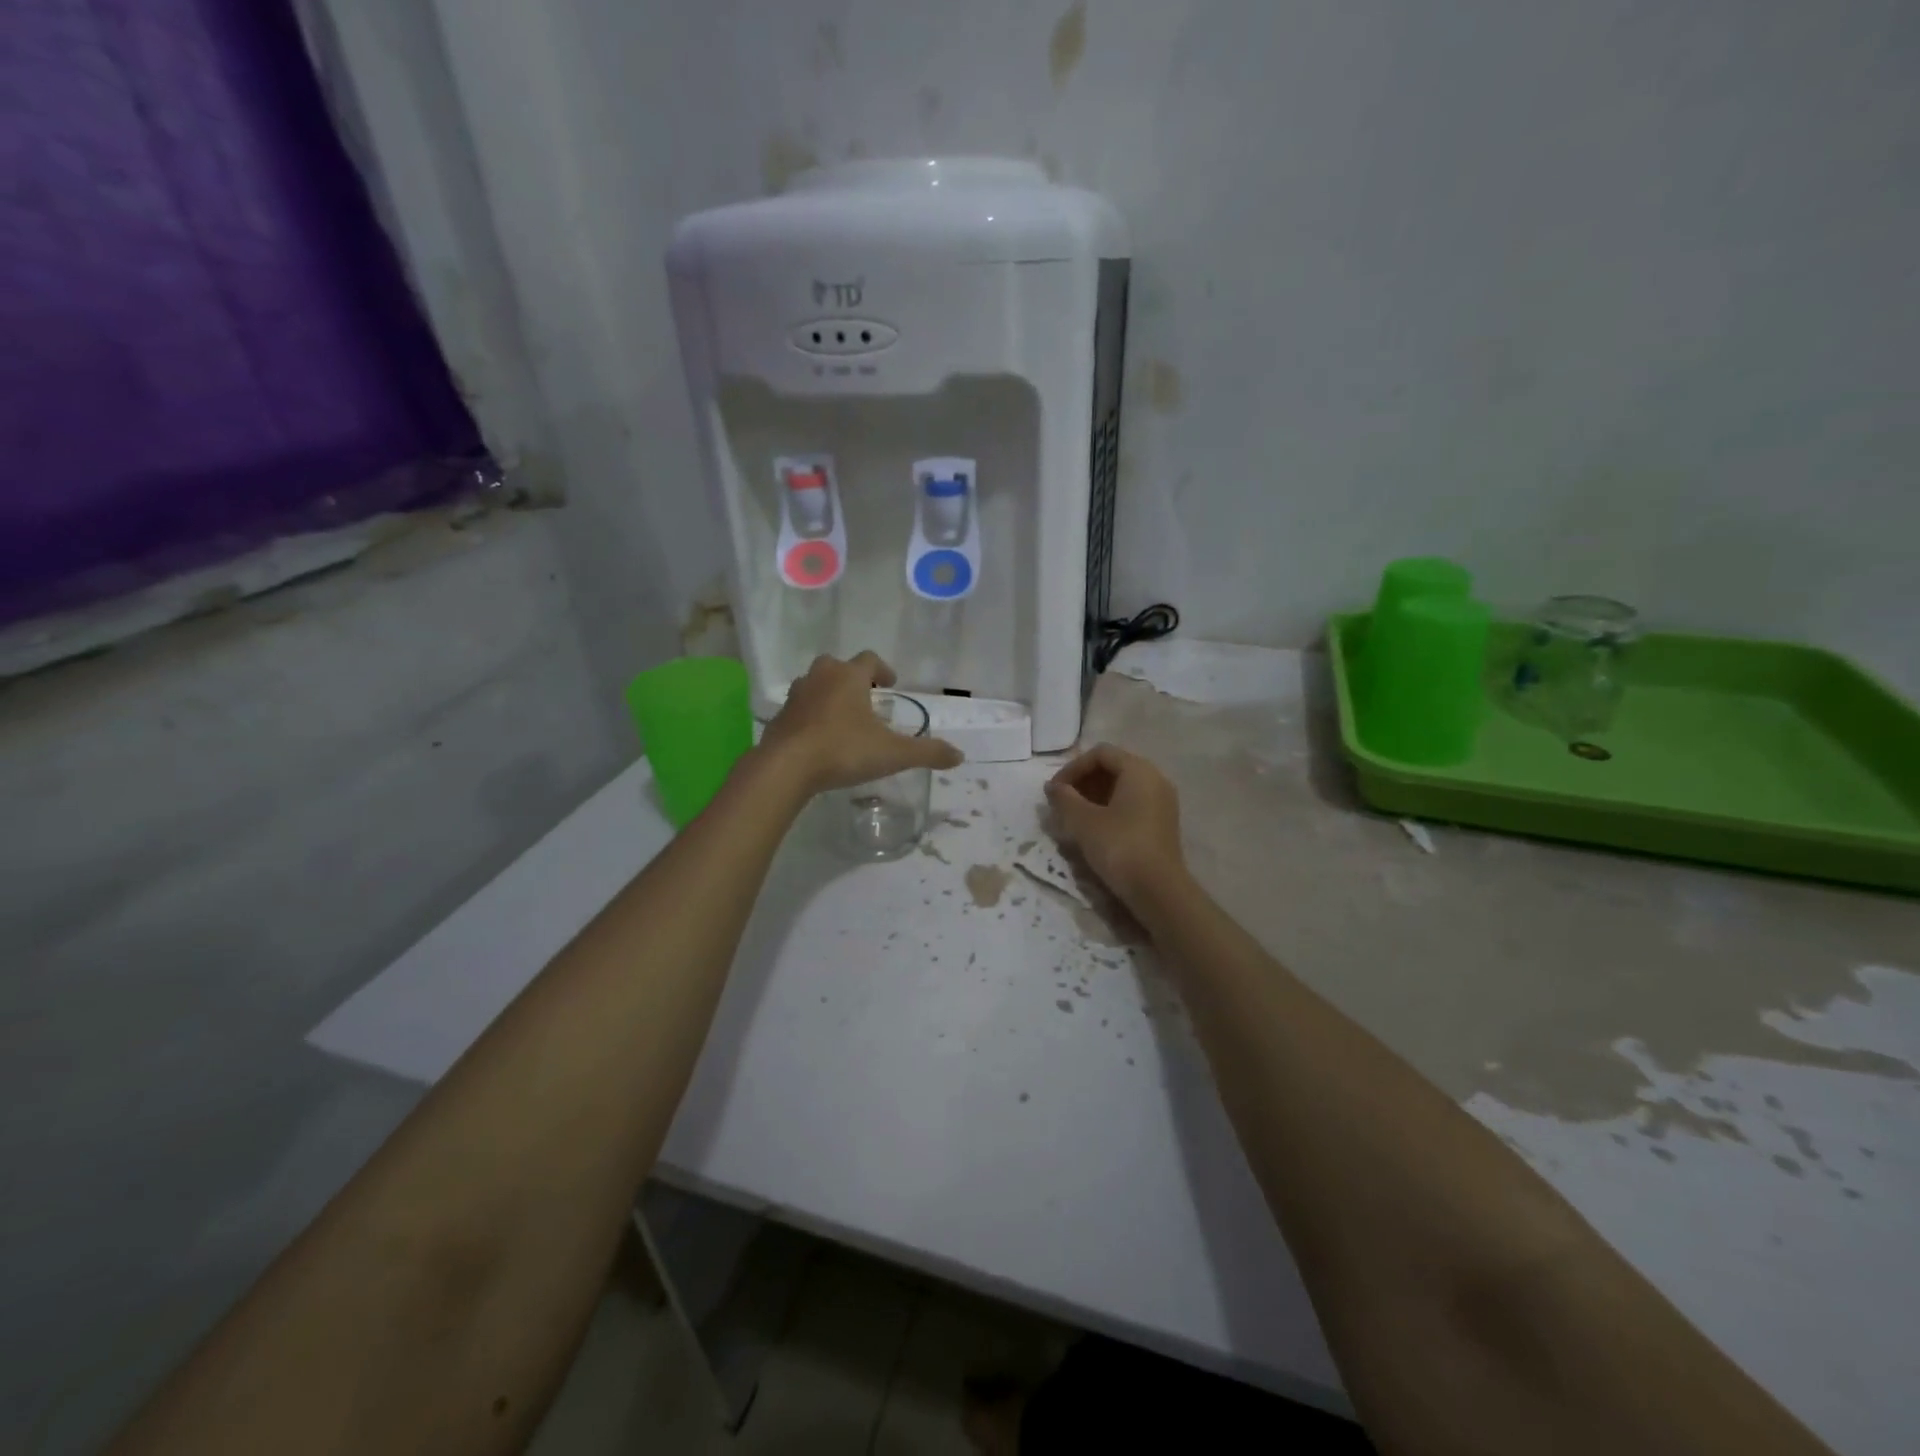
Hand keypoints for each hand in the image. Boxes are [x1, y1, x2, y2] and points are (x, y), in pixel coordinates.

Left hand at [760, 652, 962, 793]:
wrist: (786, 767)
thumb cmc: (843, 750)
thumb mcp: (893, 753)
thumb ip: (927, 753)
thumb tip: (959, 755)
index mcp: (849, 677)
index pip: (869, 659)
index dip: (883, 669)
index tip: (891, 683)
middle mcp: (820, 678)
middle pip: (836, 665)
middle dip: (851, 677)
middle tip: (865, 697)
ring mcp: (796, 696)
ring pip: (814, 684)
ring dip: (828, 694)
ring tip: (842, 717)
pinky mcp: (779, 718)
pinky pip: (798, 710)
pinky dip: (810, 716)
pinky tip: (818, 738)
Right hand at [1044, 744, 1187, 914]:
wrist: (1158, 890)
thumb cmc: (1119, 847)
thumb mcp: (1083, 821)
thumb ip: (1064, 798)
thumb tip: (1052, 787)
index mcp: (1139, 770)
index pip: (1100, 753)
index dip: (1072, 768)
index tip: (1055, 791)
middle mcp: (1155, 778)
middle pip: (1113, 767)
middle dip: (1083, 782)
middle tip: (1062, 803)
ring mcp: (1162, 802)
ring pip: (1122, 787)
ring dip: (1094, 796)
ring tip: (1073, 818)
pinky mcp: (1162, 823)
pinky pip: (1132, 804)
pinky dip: (1110, 809)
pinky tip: (1094, 830)